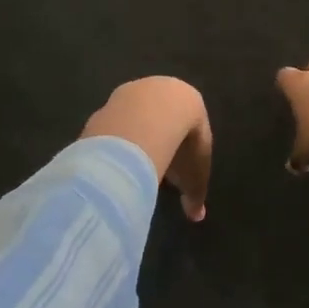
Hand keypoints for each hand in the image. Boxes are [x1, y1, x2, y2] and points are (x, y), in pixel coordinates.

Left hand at [81, 77, 211, 220]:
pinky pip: (115, 123)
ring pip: (135, 118)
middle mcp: (162, 90)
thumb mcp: (194, 175)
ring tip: (131, 165)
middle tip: (154, 165)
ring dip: (133, 138)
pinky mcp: (111, 99)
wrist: (153, 114)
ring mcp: (133, 92)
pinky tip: (113, 158)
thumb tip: (197, 217)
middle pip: (161, 118)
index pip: (189, 125)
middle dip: (158, 140)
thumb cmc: (184, 143)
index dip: (185, 148)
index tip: (178, 168)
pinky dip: (115, 139)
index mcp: (190, 102)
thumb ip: (195, 194)